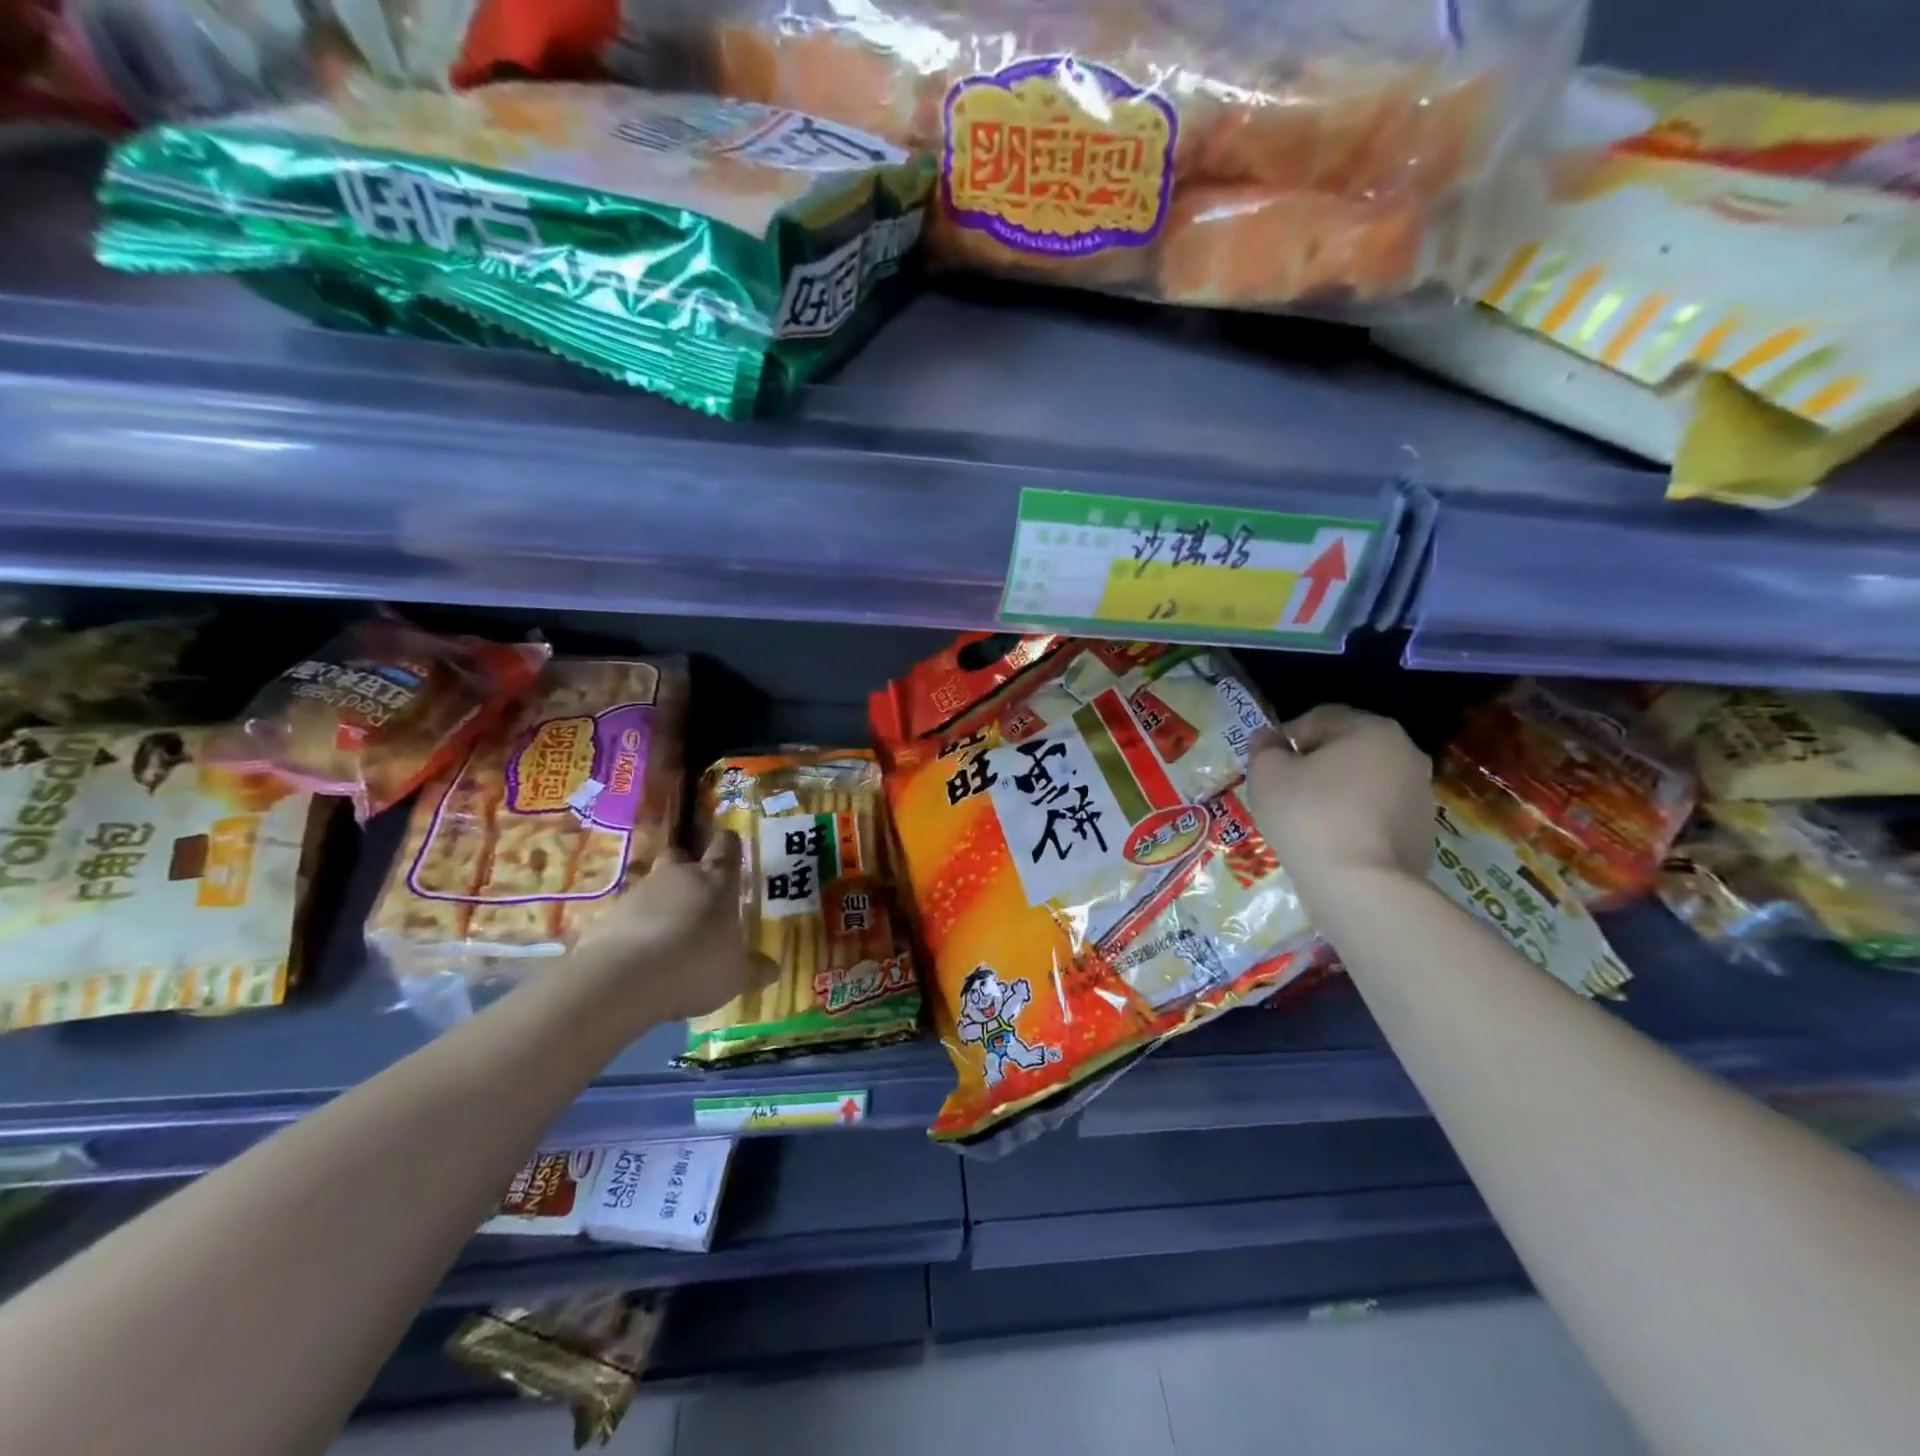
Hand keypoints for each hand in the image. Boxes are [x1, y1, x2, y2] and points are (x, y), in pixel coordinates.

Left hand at [573, 831, 777, 1023]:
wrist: (624, 979)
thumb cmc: (696, 965)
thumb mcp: (736, 976)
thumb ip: (754, 969)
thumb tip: (773, 969)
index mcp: (717, 881)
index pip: (727, 847)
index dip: (730, 847)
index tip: (733, 852)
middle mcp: (679, 876)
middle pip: (681, 855)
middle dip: (687, 868)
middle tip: (697, 895)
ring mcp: (640, 891)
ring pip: (653, 884)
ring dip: (660, 901)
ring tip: (667, 933)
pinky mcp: (609, 913)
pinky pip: (628, 913)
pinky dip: (635, 926)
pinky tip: (640, 953)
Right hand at [1246, 705, 1434, 886]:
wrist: (1362, 886)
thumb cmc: (1309, 816)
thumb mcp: (1267, 774)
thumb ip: (1263, 748)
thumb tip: (1269, 739)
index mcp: (1372, 730)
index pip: (1318, 719)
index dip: (1285, 738)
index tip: (1267, 766)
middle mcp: (1407, 753)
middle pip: (1346, 749)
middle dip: (1315, 765)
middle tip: (1285, 792)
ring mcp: (1421, 795)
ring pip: (1364, 782)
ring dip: (1337, 792)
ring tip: (1308, 820)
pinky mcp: (1423, 833)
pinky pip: (1378, 814)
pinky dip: (1355, 819)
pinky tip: (1332, 841)